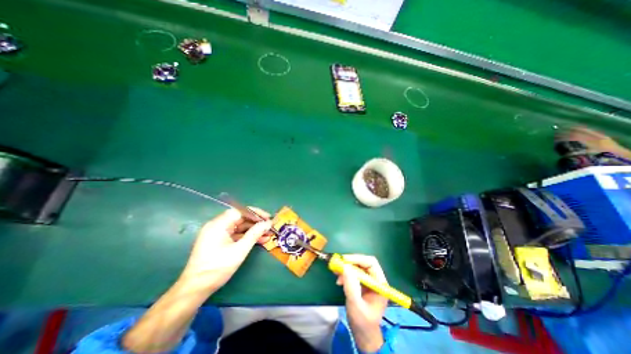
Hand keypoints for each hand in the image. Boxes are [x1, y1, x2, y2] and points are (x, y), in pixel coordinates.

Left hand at [179, 208, 274, 291]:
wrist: (195, 289)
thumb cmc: (217, 268)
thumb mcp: (240, 250)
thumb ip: (255, 234)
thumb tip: (268, 223)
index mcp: (218, 224)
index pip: (240, 211)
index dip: (255, 213)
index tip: (267, 218)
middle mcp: (217, 225)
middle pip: (240, 218)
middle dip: (256, 223)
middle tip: (269, 226)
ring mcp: (217, 233)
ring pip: (239, 227)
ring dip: (253, 230)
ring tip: (268, 234)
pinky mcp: (219, 241)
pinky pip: (236, 235)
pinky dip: (247, 237)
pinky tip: (260, 240)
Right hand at [338, 254, 387, 350]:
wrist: (363, 335)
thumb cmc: (363, 322)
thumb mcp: (356, 305)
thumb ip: (351, 286)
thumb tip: (345, 267)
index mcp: (380, 284)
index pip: (371, 263)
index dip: (358, 259)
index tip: (344, 260)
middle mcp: (375, 280)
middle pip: (364, 263)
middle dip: (350, 263)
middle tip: (338, 264)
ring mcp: (369, 281)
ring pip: (357, 267)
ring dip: (346, 268)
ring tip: (336, 273)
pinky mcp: (362, 284)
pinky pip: (354, 273)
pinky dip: (345, 274)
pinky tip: (339, 280)